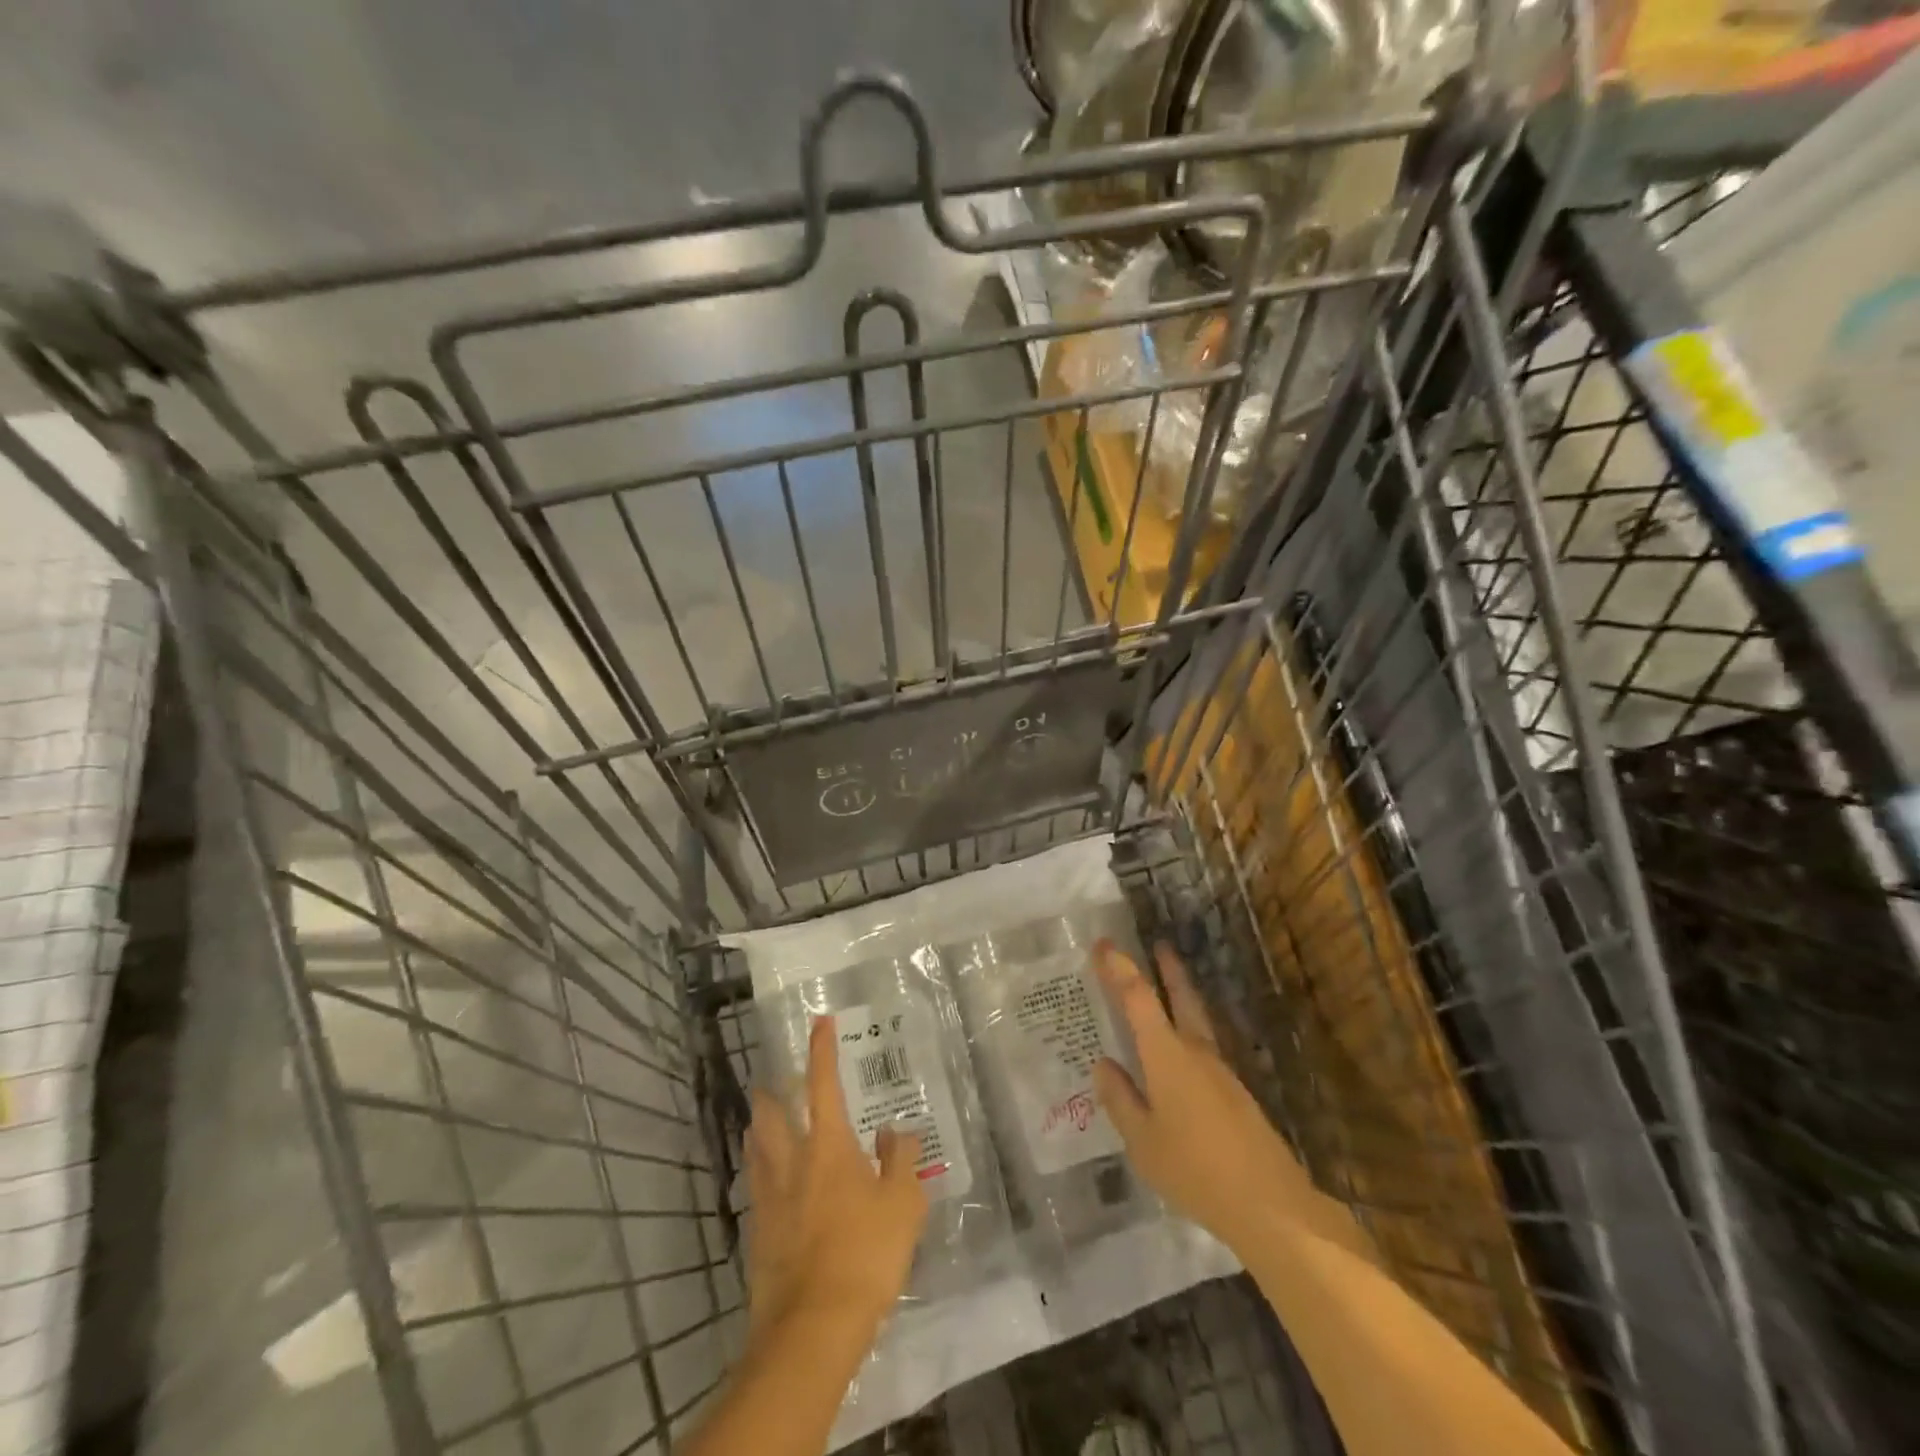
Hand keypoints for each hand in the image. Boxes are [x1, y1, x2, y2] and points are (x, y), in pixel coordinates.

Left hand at [744, 1017, 929, 1343]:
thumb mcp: (903, 1204)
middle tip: (777, 1081)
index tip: (820, 1022)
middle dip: (771, 1091)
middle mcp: (792, 1162)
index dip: (822, 1050)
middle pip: (770, 1114)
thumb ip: (902, 1161)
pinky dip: (762, 1173)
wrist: (812, 1328)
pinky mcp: (757, 1235)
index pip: (823, 1084)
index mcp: (829, 1147)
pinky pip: (756, 1188)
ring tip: (767, 1122)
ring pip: (756, 1148)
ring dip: (760, 1128)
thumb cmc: (866, 1255)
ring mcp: (769, 1199)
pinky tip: (772, 1185)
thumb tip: (896, 1131)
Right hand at [1092, 940, 1344, 1255]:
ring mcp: (1220, 1072)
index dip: (1119, 968)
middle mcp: (1195, 1052)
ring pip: (1197, 1021)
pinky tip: (1180, 1056)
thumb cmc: (1195, 1170)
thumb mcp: (1142, 1141)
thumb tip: (1103, 1065)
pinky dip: (1188, 1033)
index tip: (1104, 944)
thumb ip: (1121, 1100)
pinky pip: (1204, 1049)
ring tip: (1168, 989)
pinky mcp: (1235, 1094)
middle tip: (1158, 945)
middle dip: (1168, 970)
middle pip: (1182, 998)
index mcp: (1167, 1055)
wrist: (1269, 1204)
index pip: (1138, 998)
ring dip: (1182, 997)